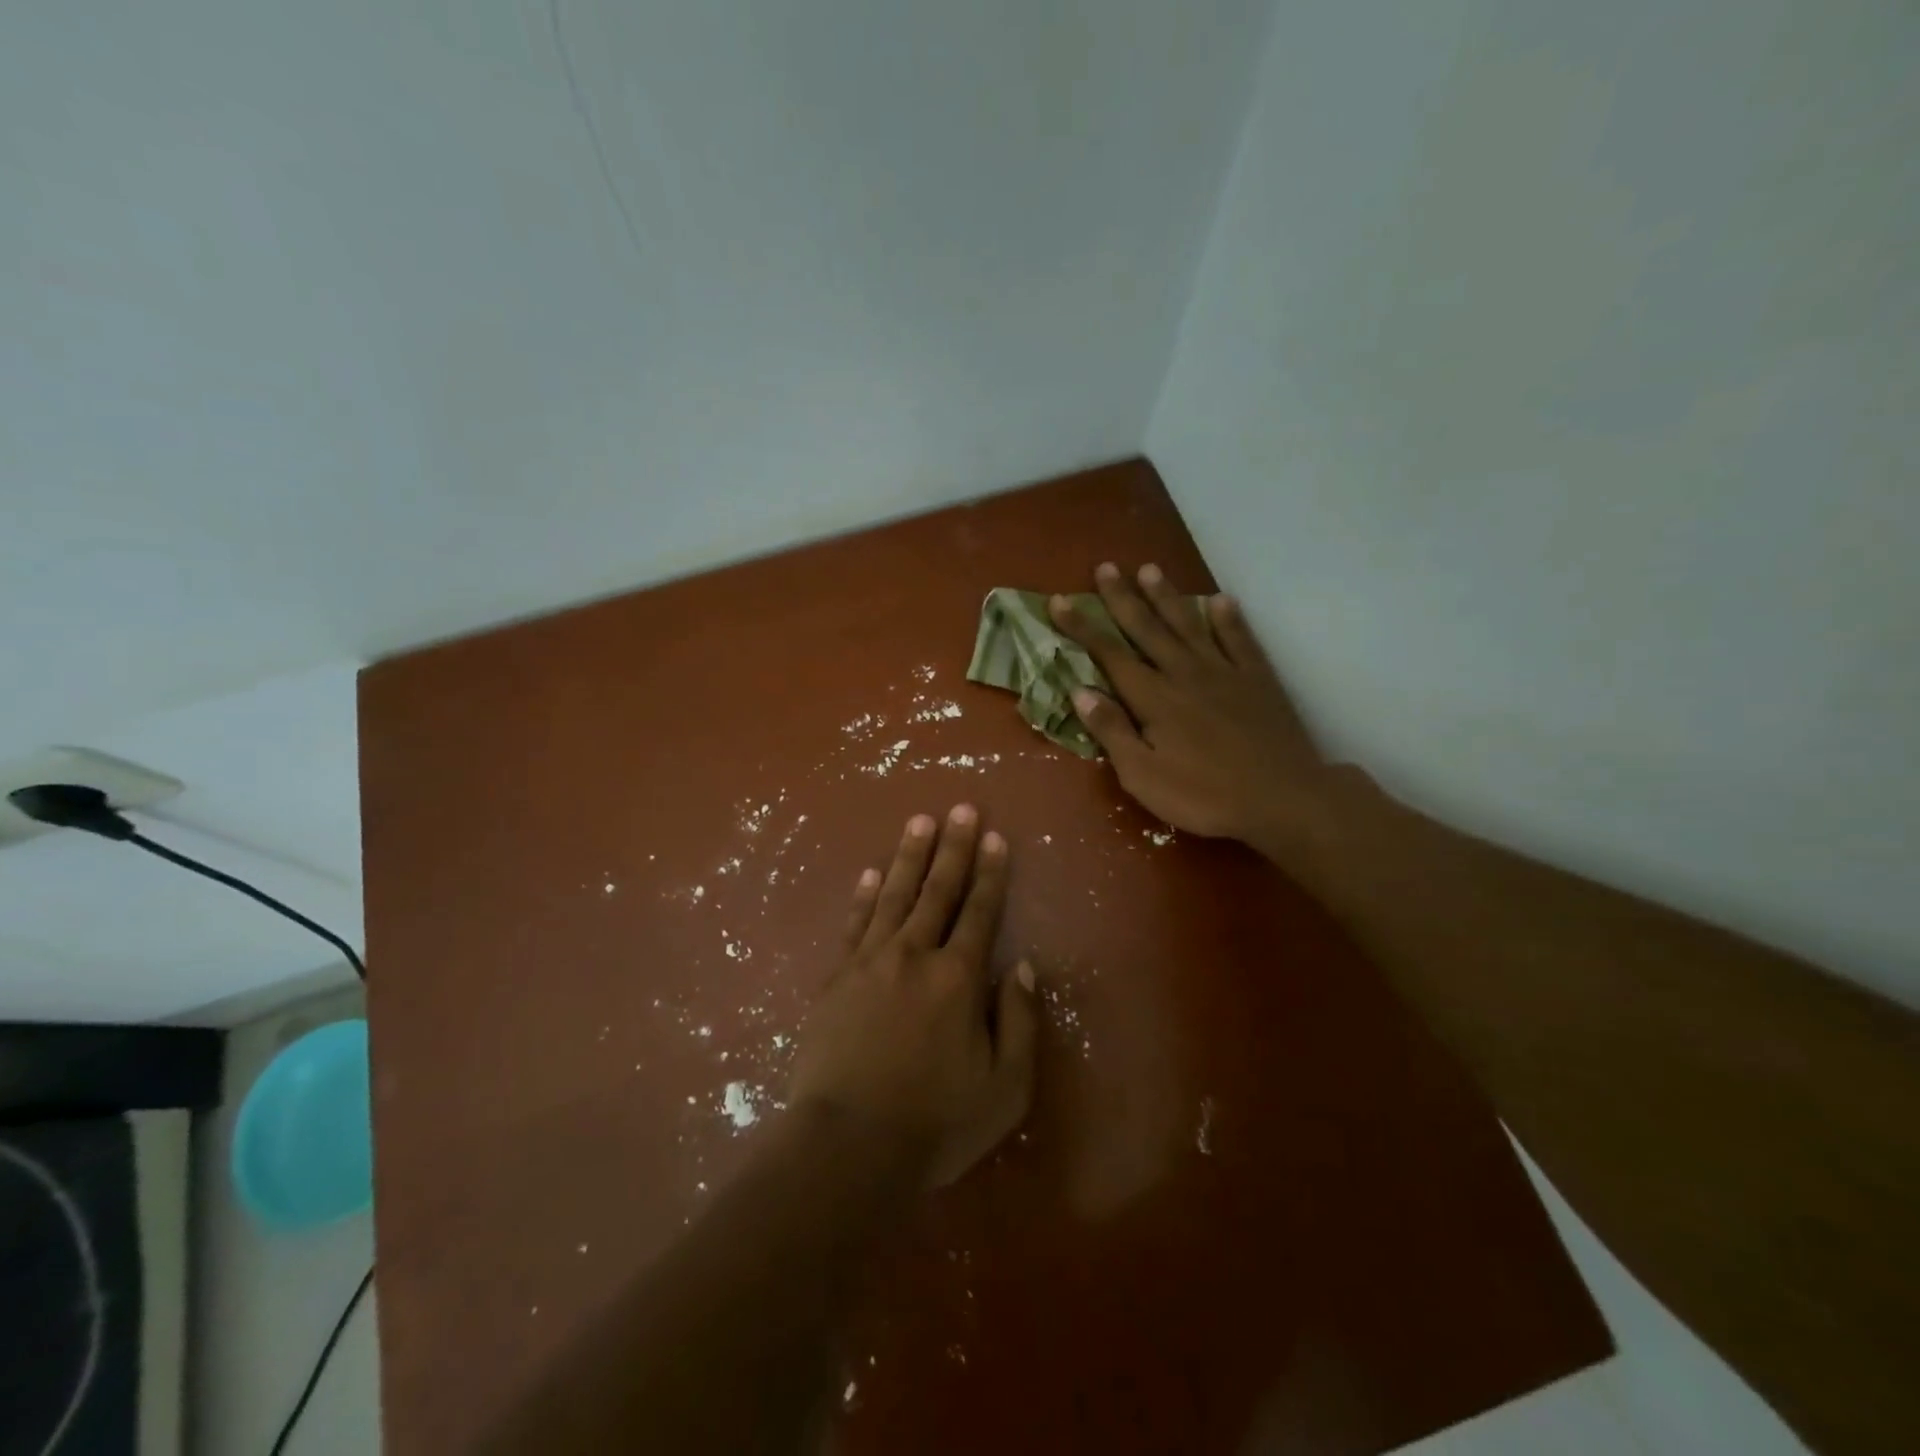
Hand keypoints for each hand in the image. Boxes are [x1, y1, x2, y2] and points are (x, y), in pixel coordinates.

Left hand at [788, 805, 1037, 1187]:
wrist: (847, 1146)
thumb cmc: (934, 1123)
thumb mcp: (1005, 1089)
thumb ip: (1020, 1022)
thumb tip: (1024, 967)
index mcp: (958, 979)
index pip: (980, 912)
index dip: (990, 873)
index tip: (996, 837)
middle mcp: (915, 955)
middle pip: (937, 890)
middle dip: (954, 847)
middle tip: (962, 808)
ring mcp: (870, 962)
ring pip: (894, 895)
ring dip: (909, 856)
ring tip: (920, 821)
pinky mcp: (836, 978)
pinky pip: (853, 924)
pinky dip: (863, 895)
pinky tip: (869, 873)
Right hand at [1049, 563, 1333, 852]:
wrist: (1281, 798)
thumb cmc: (1204, 796)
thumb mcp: (1143, 776)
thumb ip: (1112, 732)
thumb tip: (1080, 692)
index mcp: (1153, 699)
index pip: (1109, 654)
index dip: (1082, 627)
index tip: (1059, 600)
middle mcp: (1184, 674)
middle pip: (1147, 629)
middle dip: (1122, 598)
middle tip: (1106, 567)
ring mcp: (1224, 672)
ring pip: (1189, 625)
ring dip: (1167, 597)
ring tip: (1151, 569)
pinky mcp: (1258, 679)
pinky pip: (1240, 640)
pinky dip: (1229, 619)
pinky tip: (1221, 600)